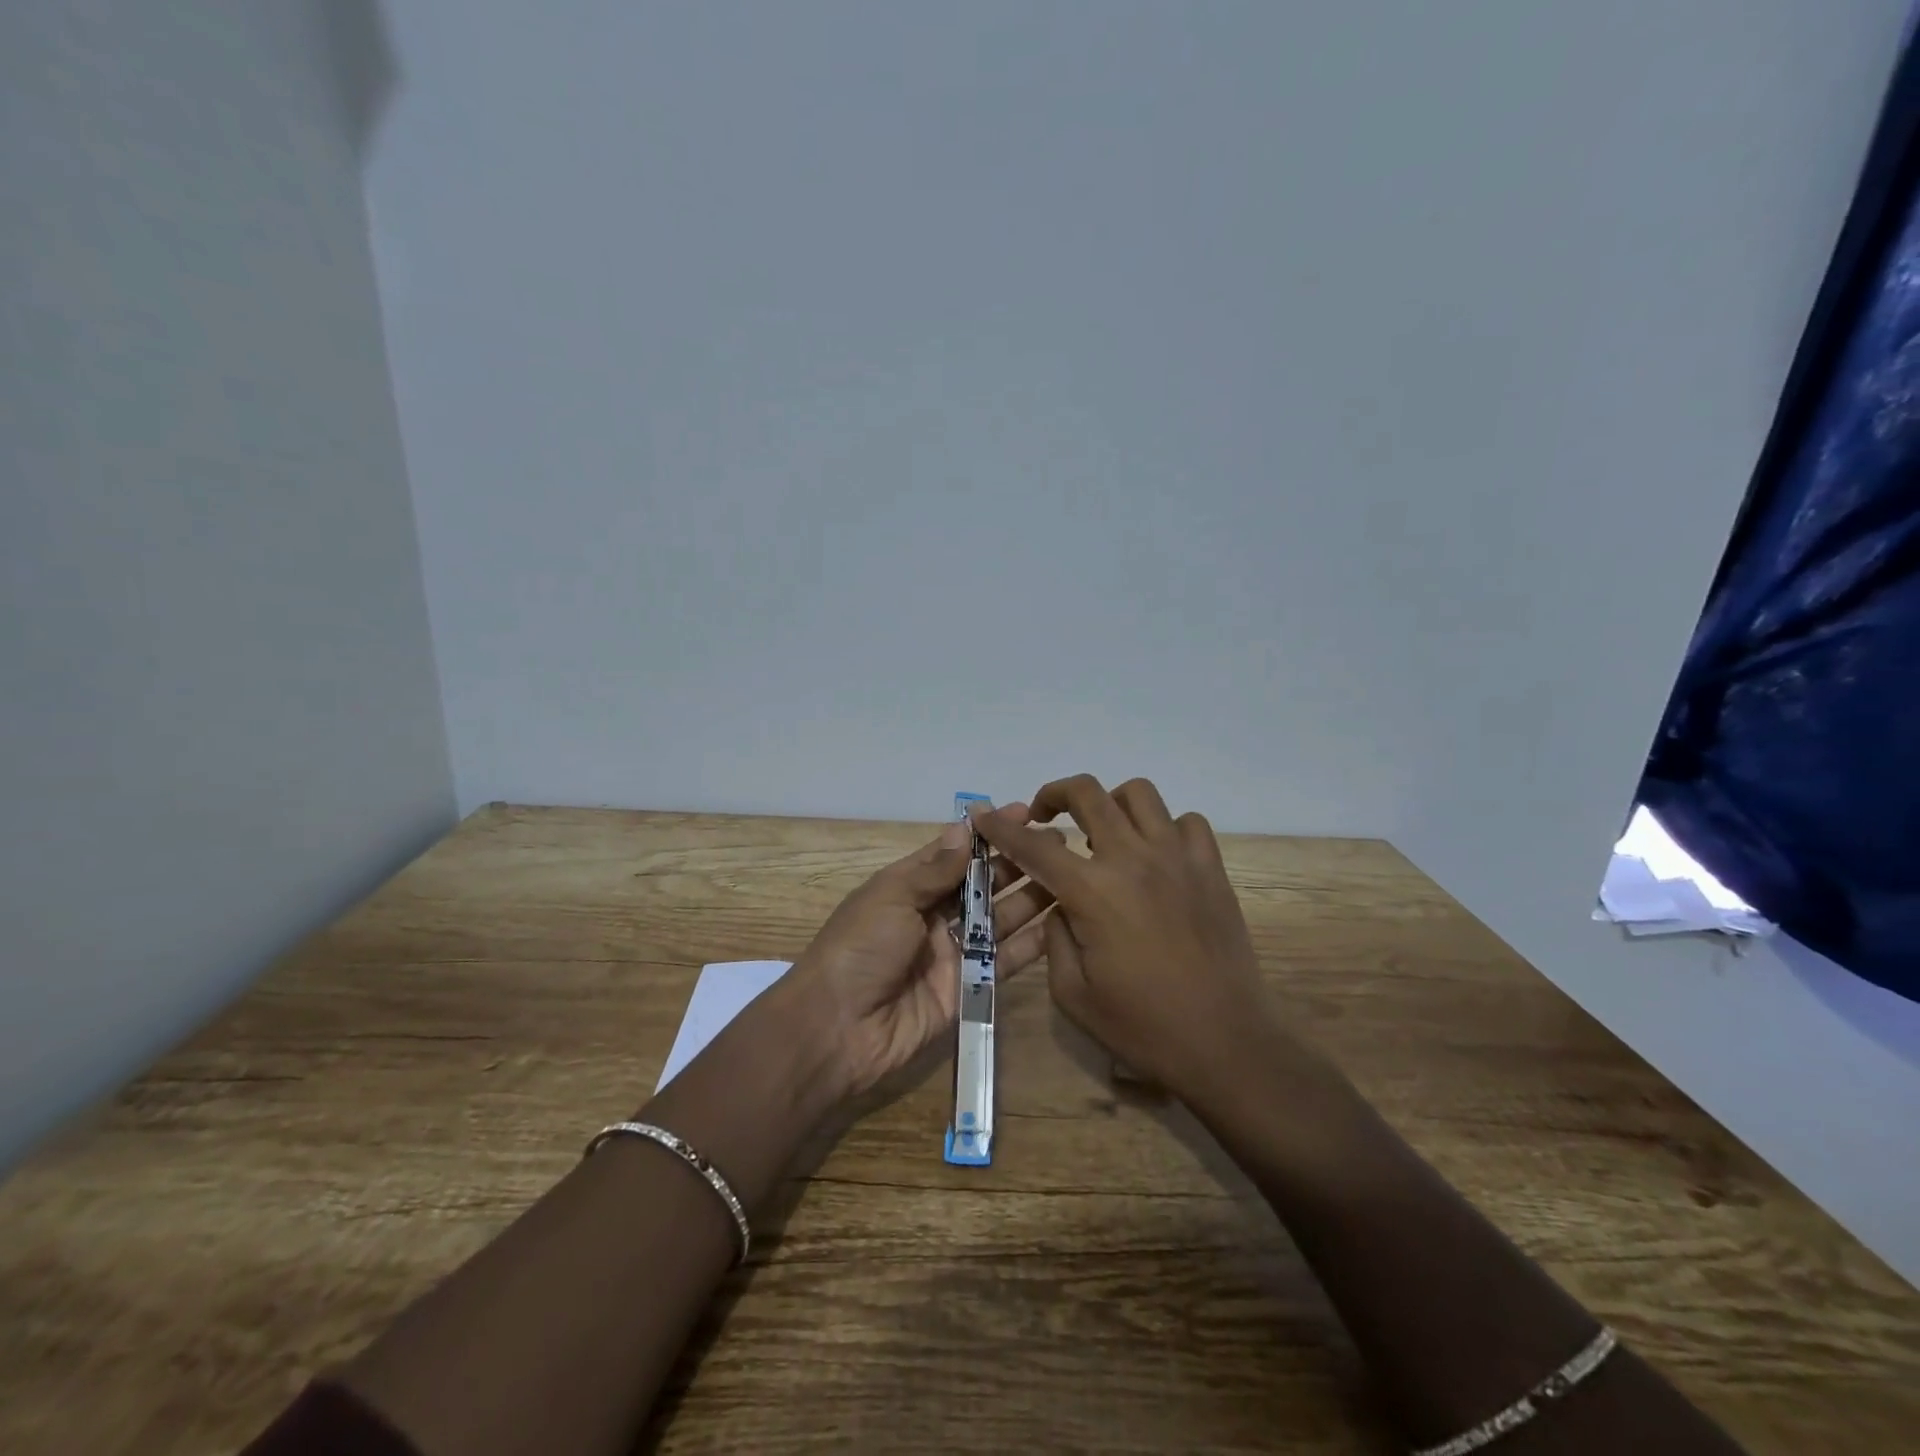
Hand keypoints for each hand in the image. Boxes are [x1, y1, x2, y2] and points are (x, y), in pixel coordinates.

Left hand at [774, 813, 1054, 1100]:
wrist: (838, 1030)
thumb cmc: (859, 949)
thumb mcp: (891, 897)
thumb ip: (934, 869)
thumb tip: (966, 829)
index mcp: (909, 887)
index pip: (956, 852)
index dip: (988, 833)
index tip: (1024, 812)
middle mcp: (934, 915)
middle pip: (982, 884)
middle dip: (1017, 862)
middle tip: (1058, 842)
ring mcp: (953, 953)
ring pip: (1000, 918)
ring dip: (1031, 896)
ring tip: (1070, 873)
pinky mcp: (969, 988)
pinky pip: (1005, 961)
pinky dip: (1031, 943)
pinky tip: (1061, 922)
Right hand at [968, 774, 1282, 1103]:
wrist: (1226, 1045)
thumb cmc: (1143, 1027)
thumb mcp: (1073, 994)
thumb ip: (1054, 937)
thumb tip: (1059, 904)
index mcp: (1094, 893)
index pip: (1035, 846)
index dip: (1002, 828)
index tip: (983, 817)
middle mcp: (1134, 860)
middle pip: (1088, 793)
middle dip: (1054, 794)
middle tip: (1046, 816)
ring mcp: (1178, 858)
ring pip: (1139, 794)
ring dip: (1111, 804)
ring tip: (1104, 833)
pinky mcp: (1212, 869)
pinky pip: (1187, 822)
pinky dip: (1164, 827)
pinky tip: (1156, 856)